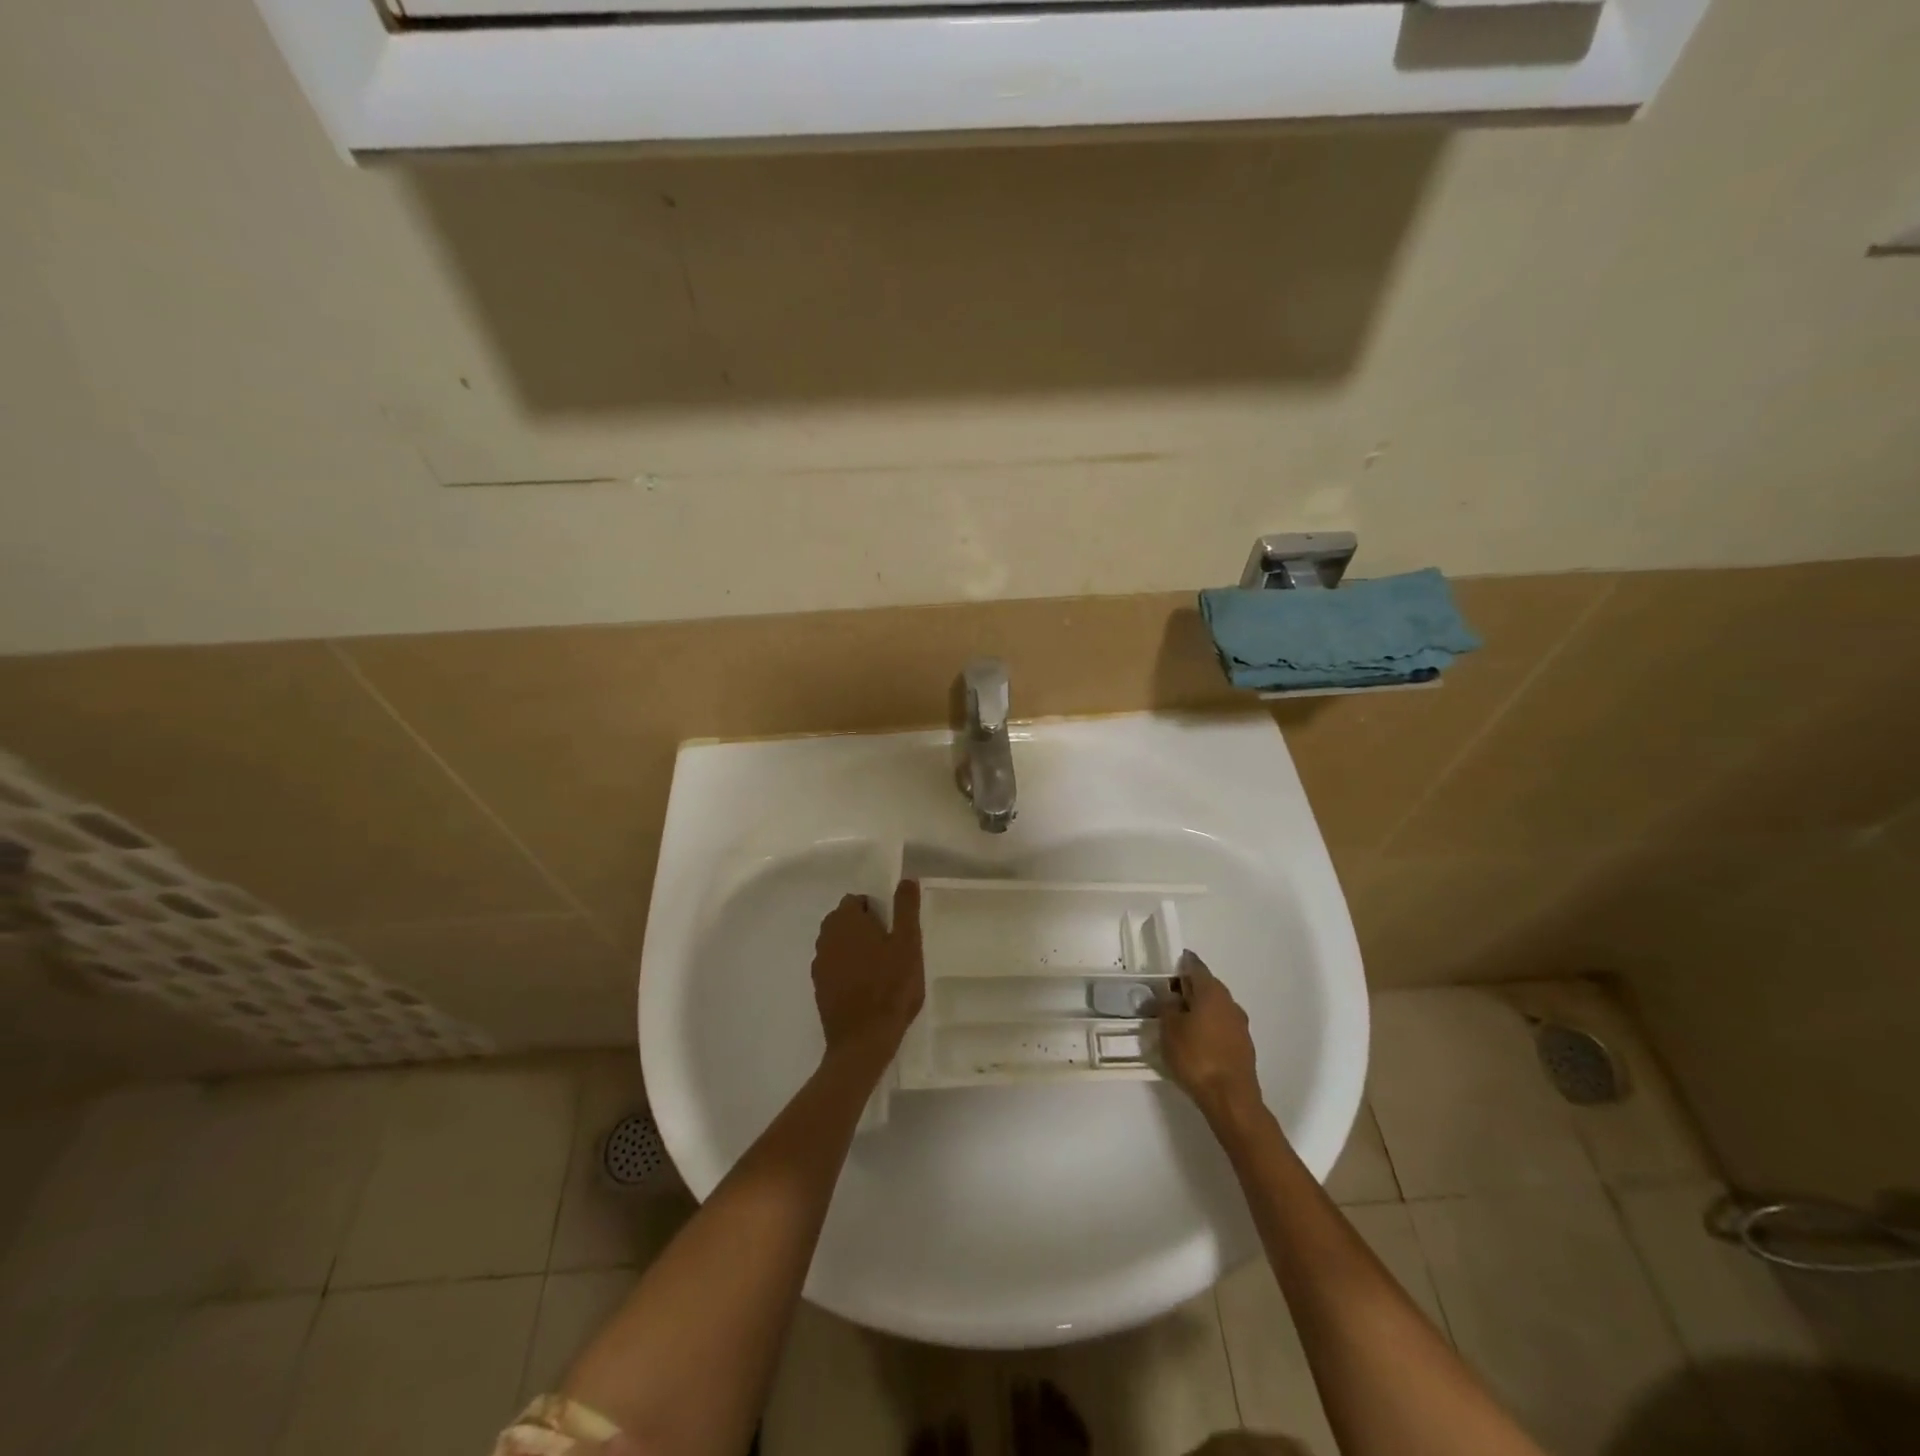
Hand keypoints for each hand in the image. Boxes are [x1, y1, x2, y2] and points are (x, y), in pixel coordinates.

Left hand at [812, 880, 924, 1068]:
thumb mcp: (908, 943)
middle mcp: (826, 937)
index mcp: (846, 921)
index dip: (876, 910)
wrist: (864, 1041)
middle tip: (890, 948)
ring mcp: (820, 964)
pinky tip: (866, 987)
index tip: (894, 929)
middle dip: (864, 927)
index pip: (856, 901)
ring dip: (855, 948)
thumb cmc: (891, 987)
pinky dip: (847, 969)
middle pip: (844, 920)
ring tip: (880, 968)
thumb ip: (906, 908)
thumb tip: (906, 878)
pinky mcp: (819, 988)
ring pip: (838, 944)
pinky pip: (834, 966)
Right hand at [1156, 950, 1260, 1117]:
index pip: (1195, 966)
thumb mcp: (1169, 1029)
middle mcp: (1229, 1002)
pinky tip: (1196, 1041)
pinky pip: (1222, 1025)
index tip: (1168, 968)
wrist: (1231, 1098)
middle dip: (1188, 988)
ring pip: (1215, 1007)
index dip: (1181, 964)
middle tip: (1167, 997)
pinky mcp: (1243, 1045)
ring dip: (1199, 1009)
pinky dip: (1208, 1026)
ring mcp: (1240, 1024)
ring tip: (1179, 1021)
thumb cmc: (1196, 1057)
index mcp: (1211, 991)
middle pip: (1207, 986)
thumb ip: (1166, 1006)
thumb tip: (1167, 995)